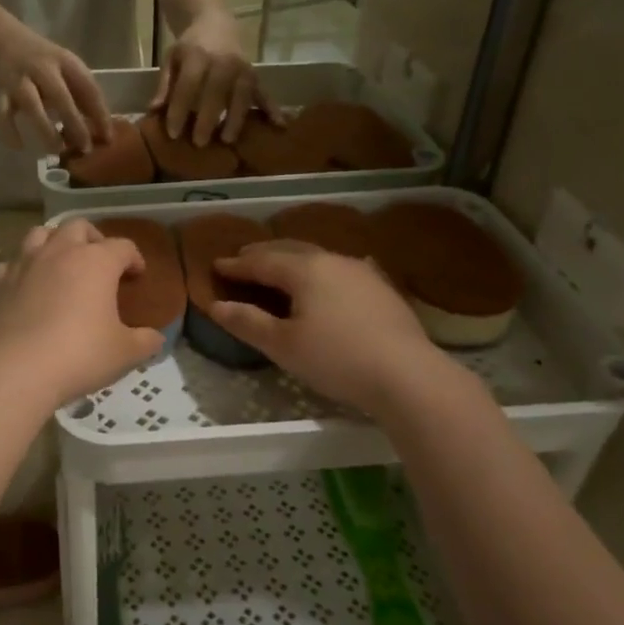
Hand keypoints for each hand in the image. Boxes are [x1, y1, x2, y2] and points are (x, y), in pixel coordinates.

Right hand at [0, 23, 113, 155]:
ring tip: (56, 150)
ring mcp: (20, 78)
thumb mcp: (63, 68)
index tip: (107, 137)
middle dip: (74, 124)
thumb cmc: (40, 59)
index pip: (88, 88)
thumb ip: (78, 92)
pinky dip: (9, 130)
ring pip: (32, 105)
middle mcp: (43, 68)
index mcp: (65, 61)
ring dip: (45, 129)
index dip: (100, 113)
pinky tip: (19, 146)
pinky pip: (3, 113)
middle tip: (85, 148)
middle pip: (61, 97)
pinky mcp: (1, 90)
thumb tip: (98, 128)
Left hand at [0, 221, 163, 405]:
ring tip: (62, 264)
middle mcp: (60, 252)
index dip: (134, 258)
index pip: (123, 246)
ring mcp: (25, 264)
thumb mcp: (125, 353)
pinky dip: (25, 269)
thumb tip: (156, 338)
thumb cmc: (80, 355)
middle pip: (79, 227)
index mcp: (96, 262)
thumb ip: (145, 341)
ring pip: (40, 234)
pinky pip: (13, 263)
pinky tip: (29, 287)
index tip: (137, 276)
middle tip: (100, 263)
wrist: (17, 370)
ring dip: (55, 243)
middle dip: (93, 239)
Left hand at [150, 6, 275, 146]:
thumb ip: (164, 85)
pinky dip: (272, 109)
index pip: (188, 87)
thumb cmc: (190, 46)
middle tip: (199, 143)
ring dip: (236, 119)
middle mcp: (223, 61)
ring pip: (241, 96)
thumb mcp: (171, 59)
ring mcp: (242, 69)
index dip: (179, 110)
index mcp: (198, 56)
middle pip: (215, 93)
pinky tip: (280, 125)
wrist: (215, 21)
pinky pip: (264, 93)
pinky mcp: (254, 75)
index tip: (172, 133)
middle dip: (207, 119)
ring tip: (227, 140)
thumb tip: (154, 110)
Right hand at [208, 241, 442, 413]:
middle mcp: (333, 261)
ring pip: (319, 257)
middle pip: (291, 250)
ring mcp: (362, 272)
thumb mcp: (283, 345)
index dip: (236, 265)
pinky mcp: (382, 289)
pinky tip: (329, 277)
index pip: (261, 261)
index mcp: (305, 269)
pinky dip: (321, 271)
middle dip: (264, 253)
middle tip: (243, 257)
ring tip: (280, 267)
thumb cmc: (336, 358)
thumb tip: (216, 305)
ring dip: (293, 259)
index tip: (216, 265)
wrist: (408, 375)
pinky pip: (341, 270)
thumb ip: (247, 322)